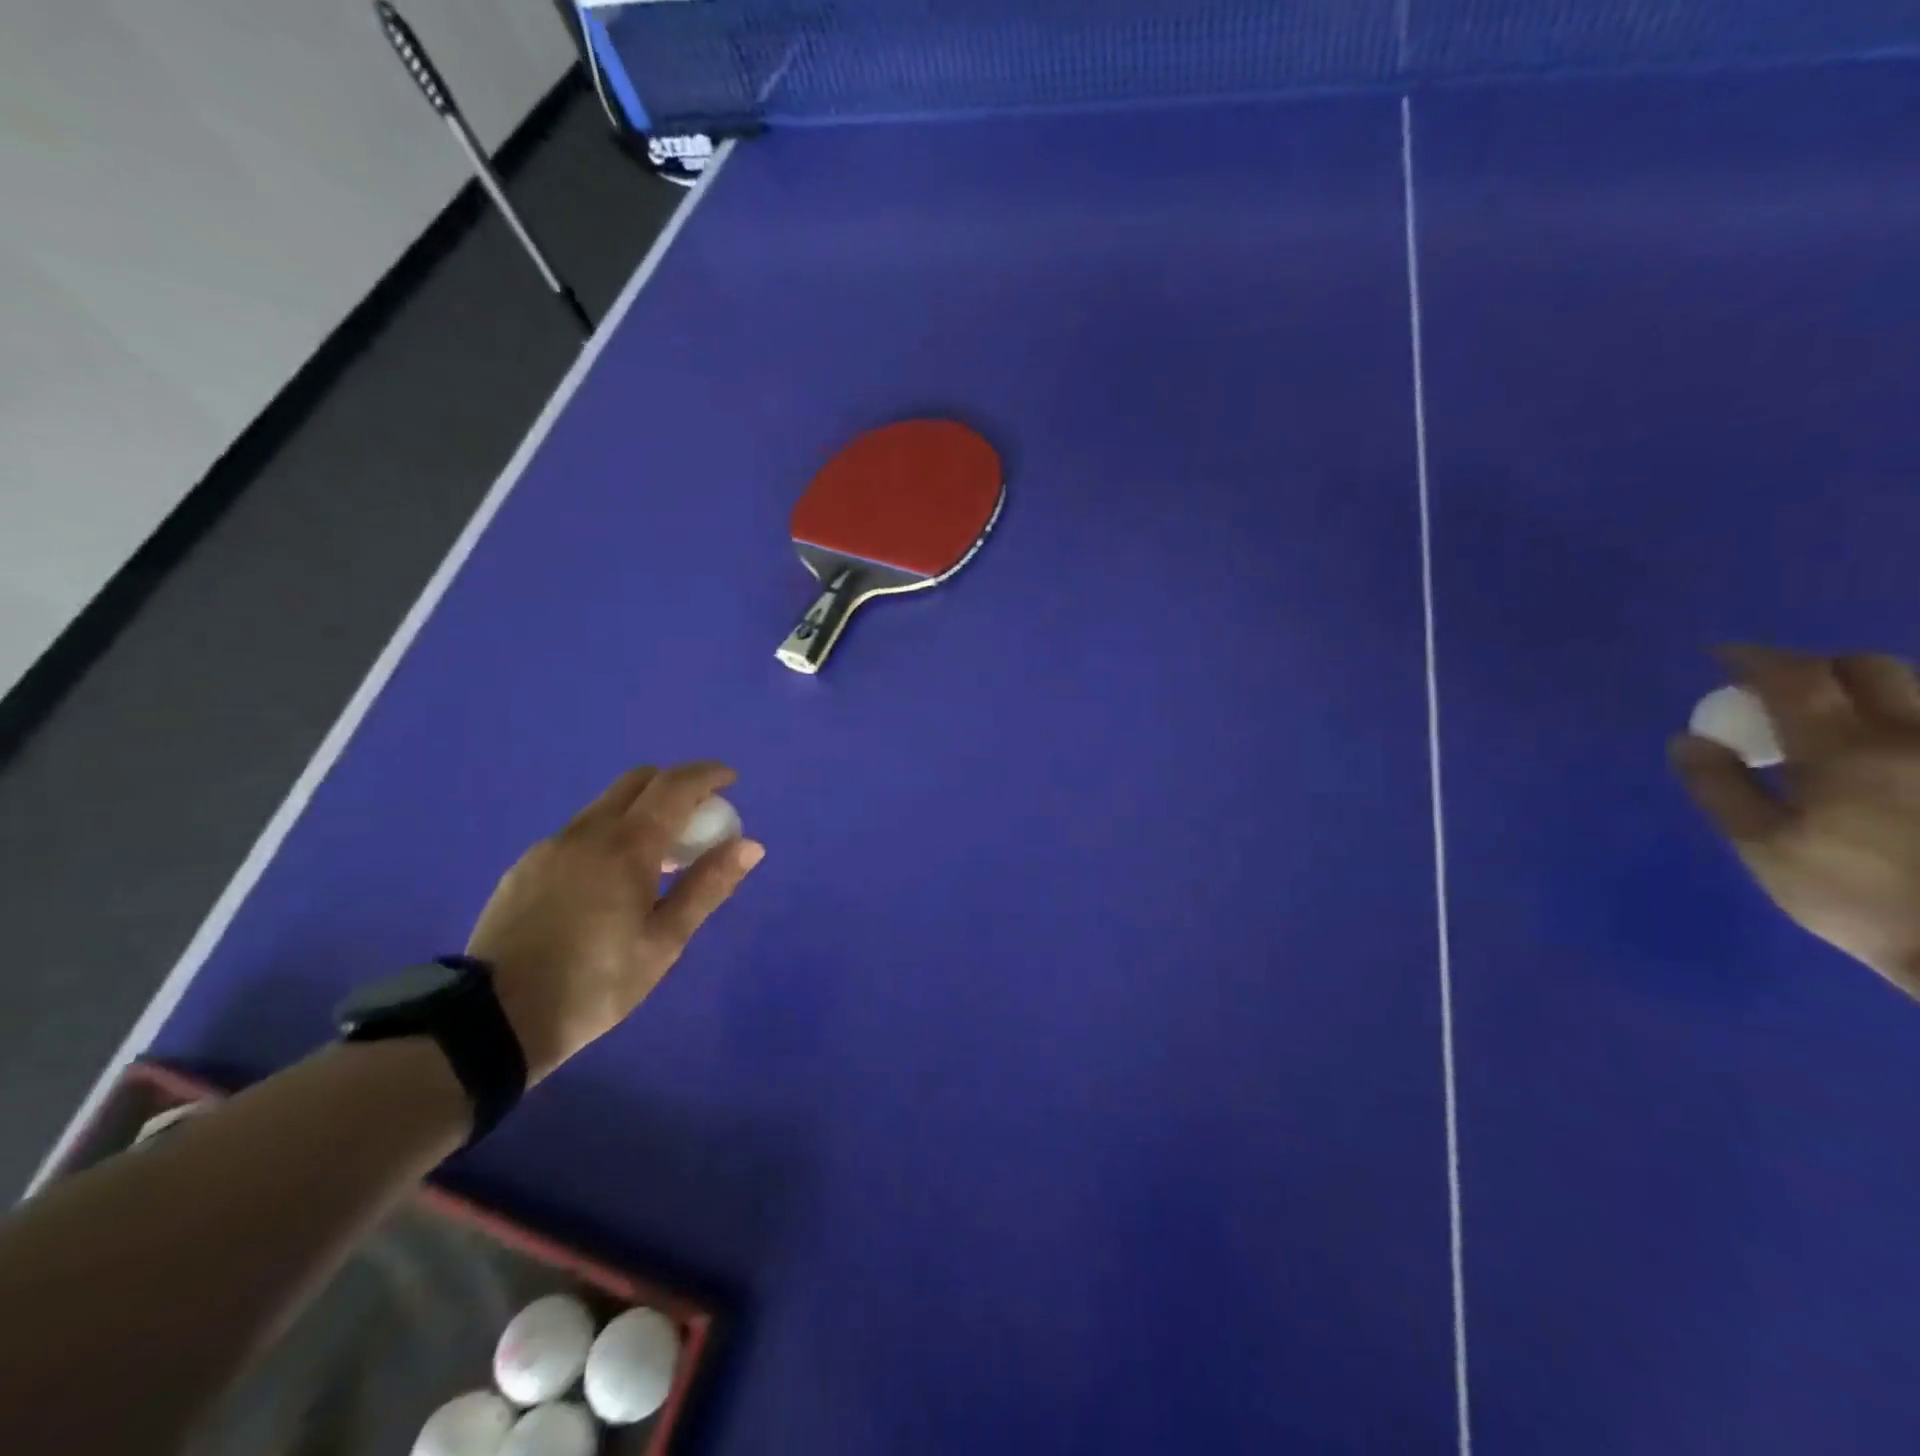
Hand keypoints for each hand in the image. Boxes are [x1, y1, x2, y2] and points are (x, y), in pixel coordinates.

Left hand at [467, 762, 764, 1080]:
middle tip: (696, 819)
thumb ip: (707, 886)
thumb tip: (750, 845)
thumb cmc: (596, 984)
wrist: (493, 1021)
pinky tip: (610, 880)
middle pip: (637, 782)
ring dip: (640, 811)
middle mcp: (587, 832)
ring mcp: (551, 846)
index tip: (730, 779)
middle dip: (674, 786)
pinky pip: (579, 832)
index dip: (707, 775)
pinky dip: (609, 834)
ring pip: (605, 805)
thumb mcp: (664, 942)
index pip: (674, 786)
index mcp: (627, 846)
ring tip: (657, 859)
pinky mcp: (525, 866)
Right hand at [1672, 645, 1919, 997]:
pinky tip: (1883, 751)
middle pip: (1867, 669)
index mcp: (1844, 750)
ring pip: (1914, 694)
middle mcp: (1910, 736)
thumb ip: (1722, 789)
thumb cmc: (1859, 897)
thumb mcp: (1766, 850)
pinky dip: (1897, 722)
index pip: (1793, 678)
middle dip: (1814, 667)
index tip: (1718, 657)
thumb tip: (1689, 740)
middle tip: (1776, 690)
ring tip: (1832, 720)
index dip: (1752, 660)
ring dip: (1863, 692)